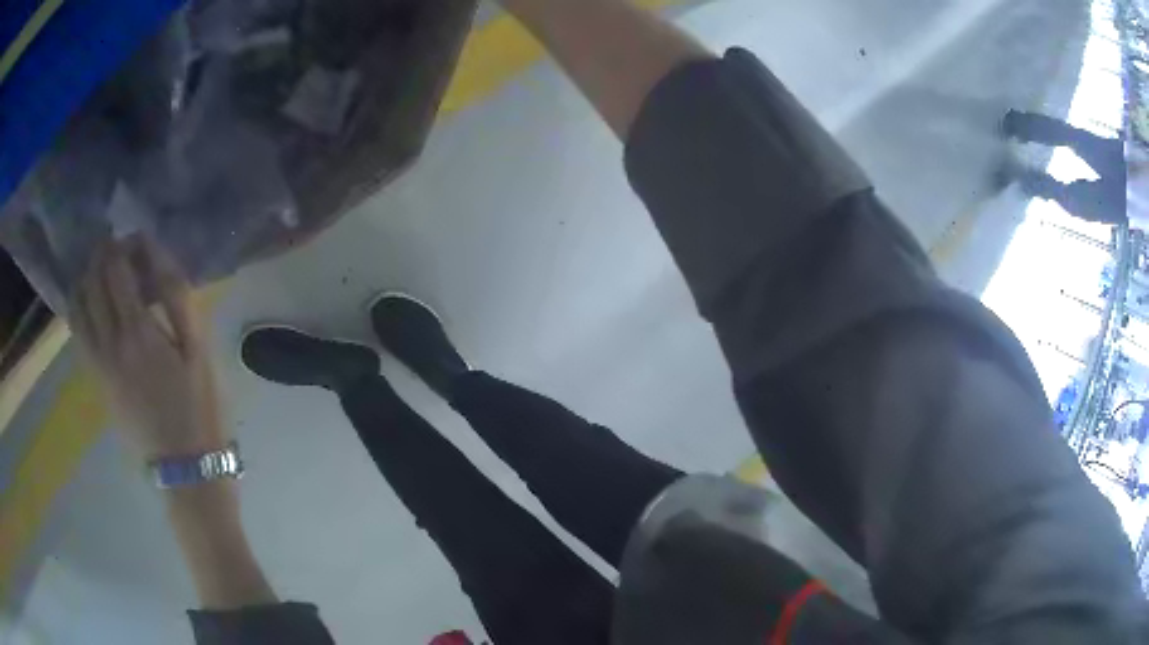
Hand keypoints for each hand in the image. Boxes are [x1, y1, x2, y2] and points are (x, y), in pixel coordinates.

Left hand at [70, 236, 226, 459]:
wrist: (185, 471)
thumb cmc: (200, 410)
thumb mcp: (200, 353)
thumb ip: (178, 300)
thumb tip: (158, 258)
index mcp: (138, 333)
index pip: (117, 268)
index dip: (125, 244)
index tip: (140, 239)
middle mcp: (109, 343)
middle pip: (92, 281)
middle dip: (103, 254)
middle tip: (120, 248)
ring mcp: (98, 364)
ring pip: (78, 306)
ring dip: (86, 277)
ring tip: (102, 271)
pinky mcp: (96, 381)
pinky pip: (77, 333)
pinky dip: (80, 307)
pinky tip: (92, 303)